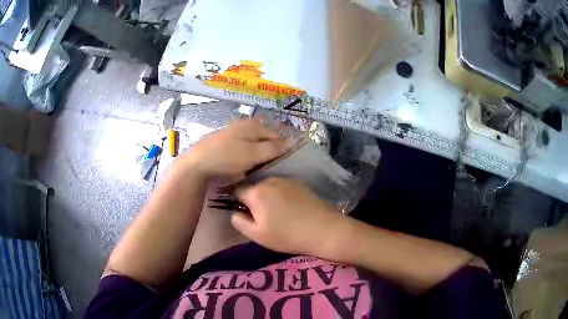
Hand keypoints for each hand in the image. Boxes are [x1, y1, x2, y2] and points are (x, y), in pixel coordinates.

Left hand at [183, 119, 297, 179]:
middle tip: (270, 171)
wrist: (196, 165)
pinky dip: (247, 159)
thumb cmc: (226, 158)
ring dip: (258, 158)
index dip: (281, 151)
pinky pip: (243, 151)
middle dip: (269, 155)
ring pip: (254, 146)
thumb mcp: (253, 154)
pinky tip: (244, 169)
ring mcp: (233, 135)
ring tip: (258, 172)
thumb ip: (274, 148)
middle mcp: (244, 126)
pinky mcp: (225, 145)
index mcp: (252, 125)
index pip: (276, 136)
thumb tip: (296, 140)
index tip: (281, 167)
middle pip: (265, 140)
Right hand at [231, 177, 344, 254]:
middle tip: (264, 217)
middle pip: (254, 188)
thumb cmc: (287, 235)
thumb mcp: (258, 235)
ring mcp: (286, 179)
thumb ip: (240, 222)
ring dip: (268, 196)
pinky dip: (281, 194)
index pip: (237, 191)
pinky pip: (282, 186)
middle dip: (254, 200)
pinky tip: (290, 208)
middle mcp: (269, 180)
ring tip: (278, 213)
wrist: (323, 229)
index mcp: (256, 192)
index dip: (239, 203)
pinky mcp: (299, 182)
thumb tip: (234, 212)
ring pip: (268, 186)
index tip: (247, 215)